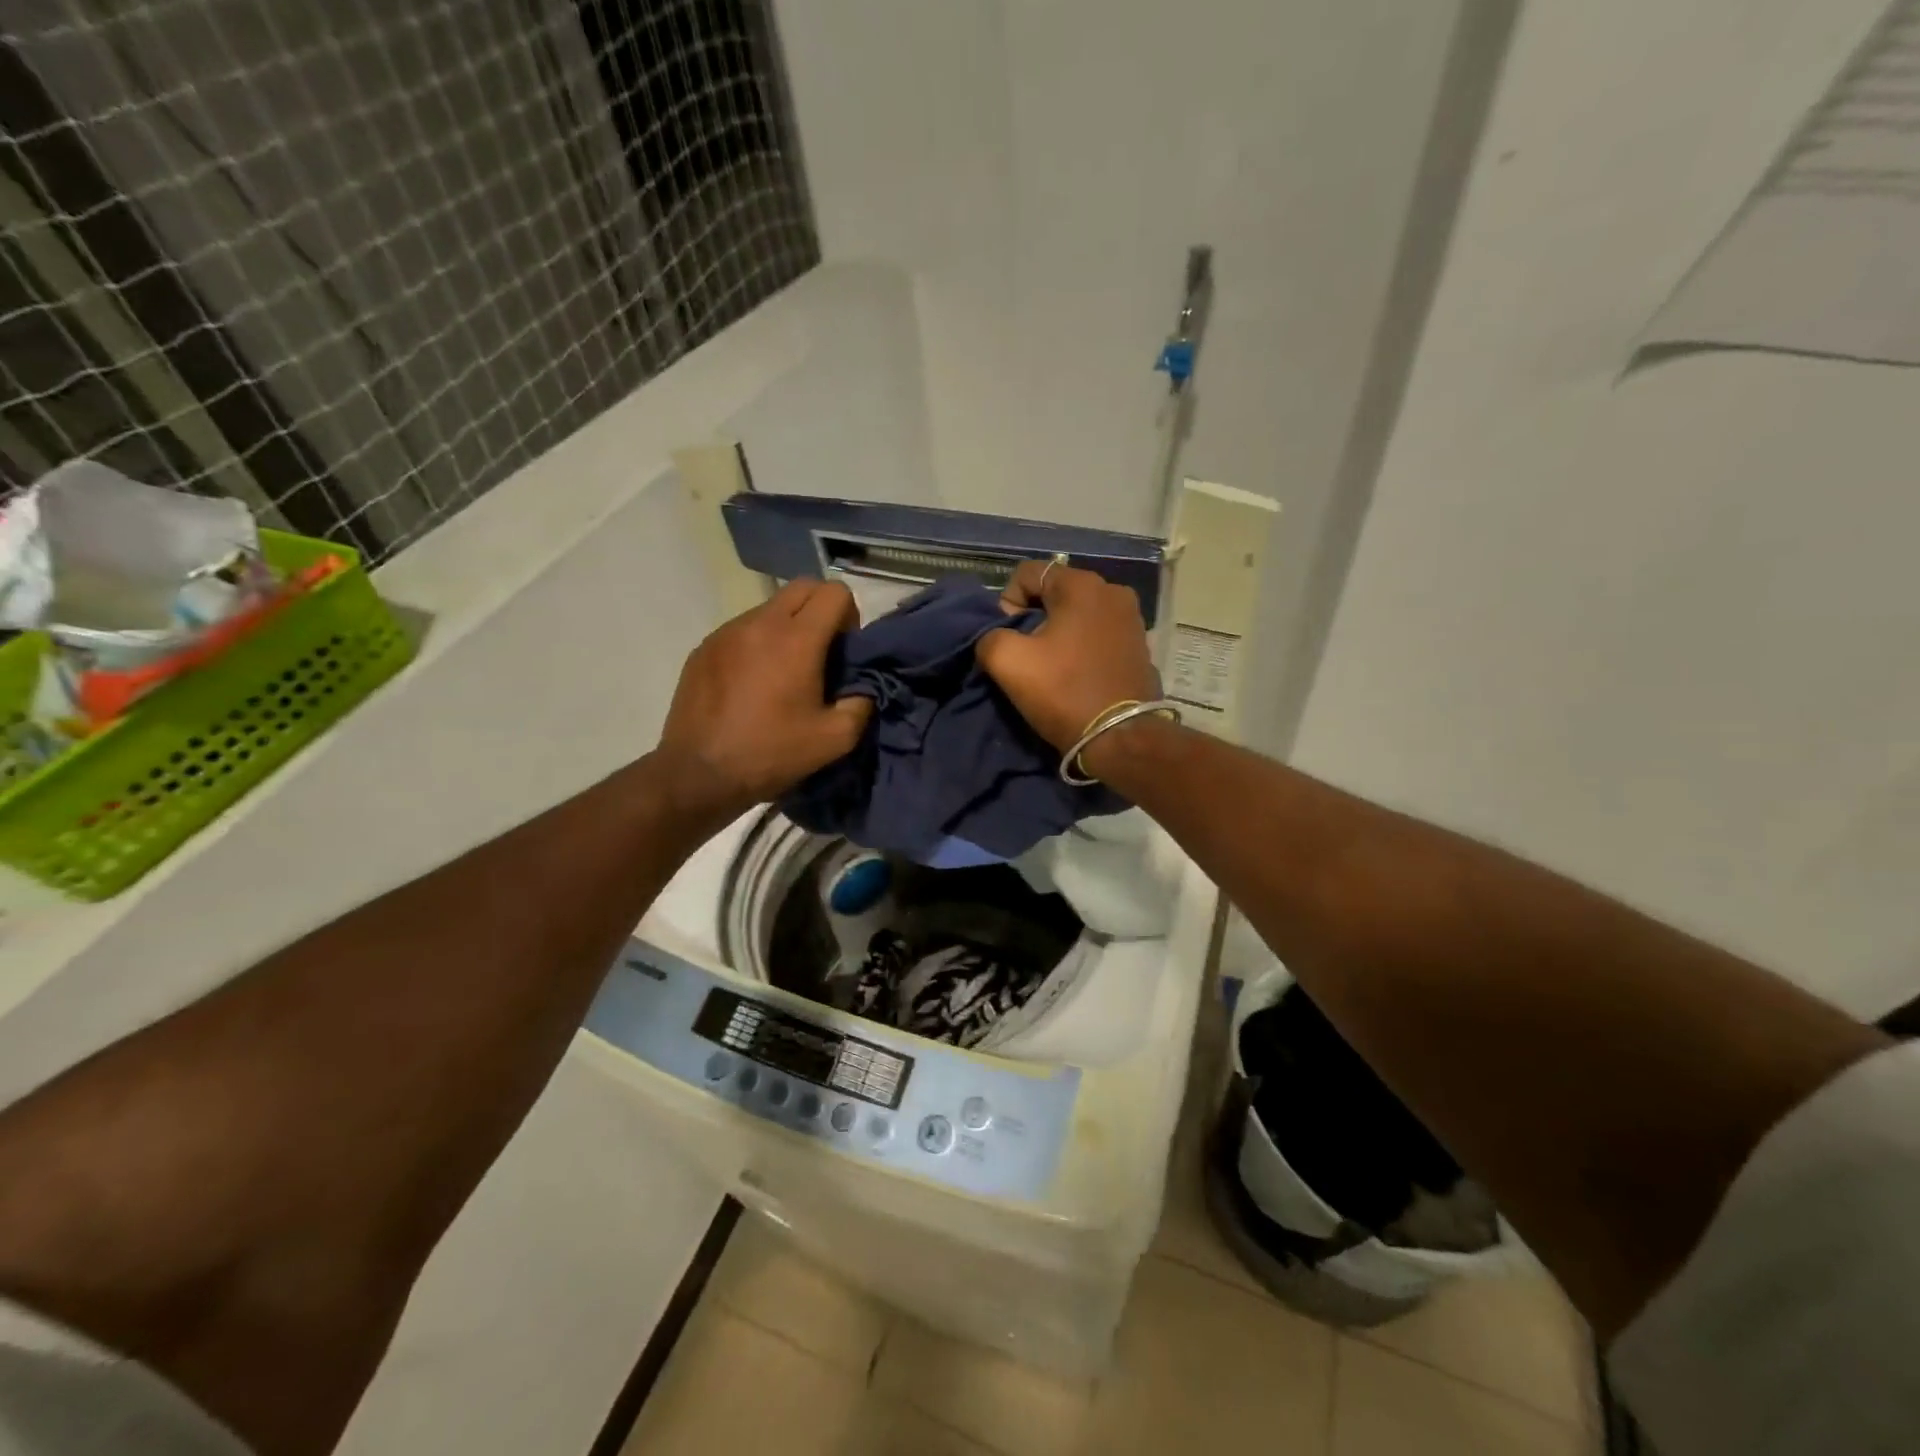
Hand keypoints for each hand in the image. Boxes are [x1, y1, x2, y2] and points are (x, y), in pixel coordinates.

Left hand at [657, 579, 871, 815]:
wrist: (698, 773)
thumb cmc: (771, 753)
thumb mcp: (835, 739)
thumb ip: (861, 704)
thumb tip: (863, 687)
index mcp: (797, 639)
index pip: (834, 592)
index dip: (849, 616)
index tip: (844, 651)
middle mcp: (760, 623)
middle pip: (802, 587)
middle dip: (821, 611)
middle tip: (821, 653)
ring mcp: (727, 631)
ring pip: (770, 607)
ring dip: (787, 627)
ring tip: (783, 671)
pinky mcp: (704, 647)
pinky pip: (742, 629)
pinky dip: (757, 643)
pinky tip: (752, 683)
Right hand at [976, 559, 1158, 751]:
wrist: (1121, 738)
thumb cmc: (1064, 692)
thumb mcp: (1008, 662)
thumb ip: (989, 636)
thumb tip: (999, 636)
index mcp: (1083, 585)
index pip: (1028, 574)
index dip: (1007, 604)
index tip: (1009, 640)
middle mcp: (1113, 591)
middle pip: (1055, 593)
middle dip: (1034, 619)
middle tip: (1027, 657)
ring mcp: (1132, 618)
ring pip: (1077, 615)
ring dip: (1058, 635)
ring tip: (1052, 668)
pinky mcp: (1140, 645)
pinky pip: (1098, 634)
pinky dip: (1081, 648)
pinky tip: (1076, 675)